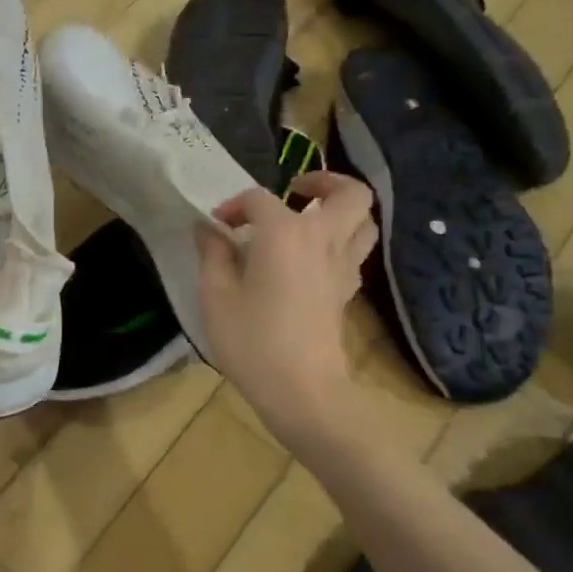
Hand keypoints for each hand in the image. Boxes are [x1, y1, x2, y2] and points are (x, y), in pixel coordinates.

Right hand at [197, 172, 378, 439]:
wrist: (301, 390)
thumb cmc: (252, 341)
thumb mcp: (216, 296)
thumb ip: (213, 255)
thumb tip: (208, 229)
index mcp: (285, 234)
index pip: (259, 200)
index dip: (234, 206)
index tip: (216, 226)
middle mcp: (322, 240)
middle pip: (348, 193)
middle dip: (324, 181)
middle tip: (295, 190)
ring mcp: (342, 267)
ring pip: (363, 221)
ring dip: (341, 210)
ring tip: (310, 219)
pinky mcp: (347, 292)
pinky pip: (354, 251)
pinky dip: (339, 242)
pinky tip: (311, 259)